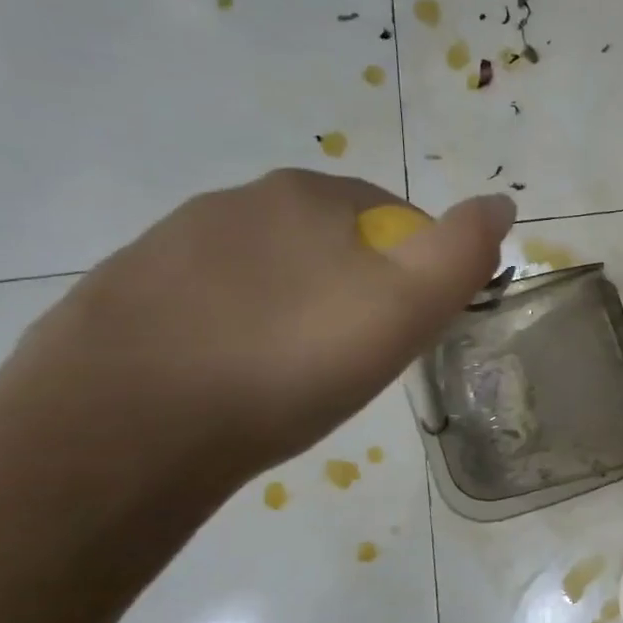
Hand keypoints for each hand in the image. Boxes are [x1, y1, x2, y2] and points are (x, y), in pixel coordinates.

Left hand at [3, 170, 513, 486]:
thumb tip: (500, 202)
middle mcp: (237, 200)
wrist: (123, 429)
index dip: (416, 274)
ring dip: (292, 307)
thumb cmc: (290, 361)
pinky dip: (231, 329)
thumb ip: (463, 250)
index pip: (395, 219)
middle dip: (353, 288)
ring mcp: (169, 244)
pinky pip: (206, 303)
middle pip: (329, 242)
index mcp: (309, 194)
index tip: (408, 331)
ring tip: (291, 375)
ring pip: (267, 271)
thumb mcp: (407, 307)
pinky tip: (228, 379)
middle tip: (355, 358)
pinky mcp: (123, 293)